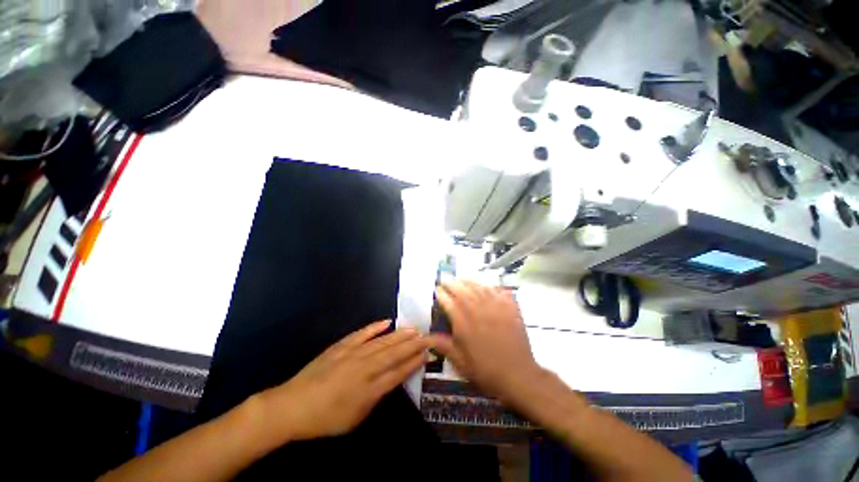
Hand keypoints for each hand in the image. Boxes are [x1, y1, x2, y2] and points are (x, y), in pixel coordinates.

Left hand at [260, 320, 432, 441]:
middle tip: (427, 336)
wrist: (293, 406)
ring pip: (382, 342)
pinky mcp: (342, 346)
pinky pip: (362, 334)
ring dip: (400, 335)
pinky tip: (387, 322)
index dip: (414, 362)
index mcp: (370, 389)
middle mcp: (365, 368)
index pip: (399, 372)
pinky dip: (375, 327)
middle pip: (394, 353)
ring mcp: (353, 354)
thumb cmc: (326, 419)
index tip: (427, 353)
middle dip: (413, 344)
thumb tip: (391, 379)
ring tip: (414, 329)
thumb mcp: (356, 418)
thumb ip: (376, 397)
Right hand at [431, 281, 542, 402]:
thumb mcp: (460, 362)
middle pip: (462, 290)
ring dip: (469, 281)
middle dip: (452, 283)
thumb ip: (444, 345)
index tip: (437, 289)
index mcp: (463, 322)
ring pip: (479, 287)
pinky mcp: (509, 308)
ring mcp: (495, 307)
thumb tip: (427, 336)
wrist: (517, 375)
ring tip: (462, 279)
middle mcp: (477, 310)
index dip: (441, 294)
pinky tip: (487, 287)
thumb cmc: (485, 370)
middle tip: (447, 281)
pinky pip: (498, 291)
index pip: (448, 301)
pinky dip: (491, 287)